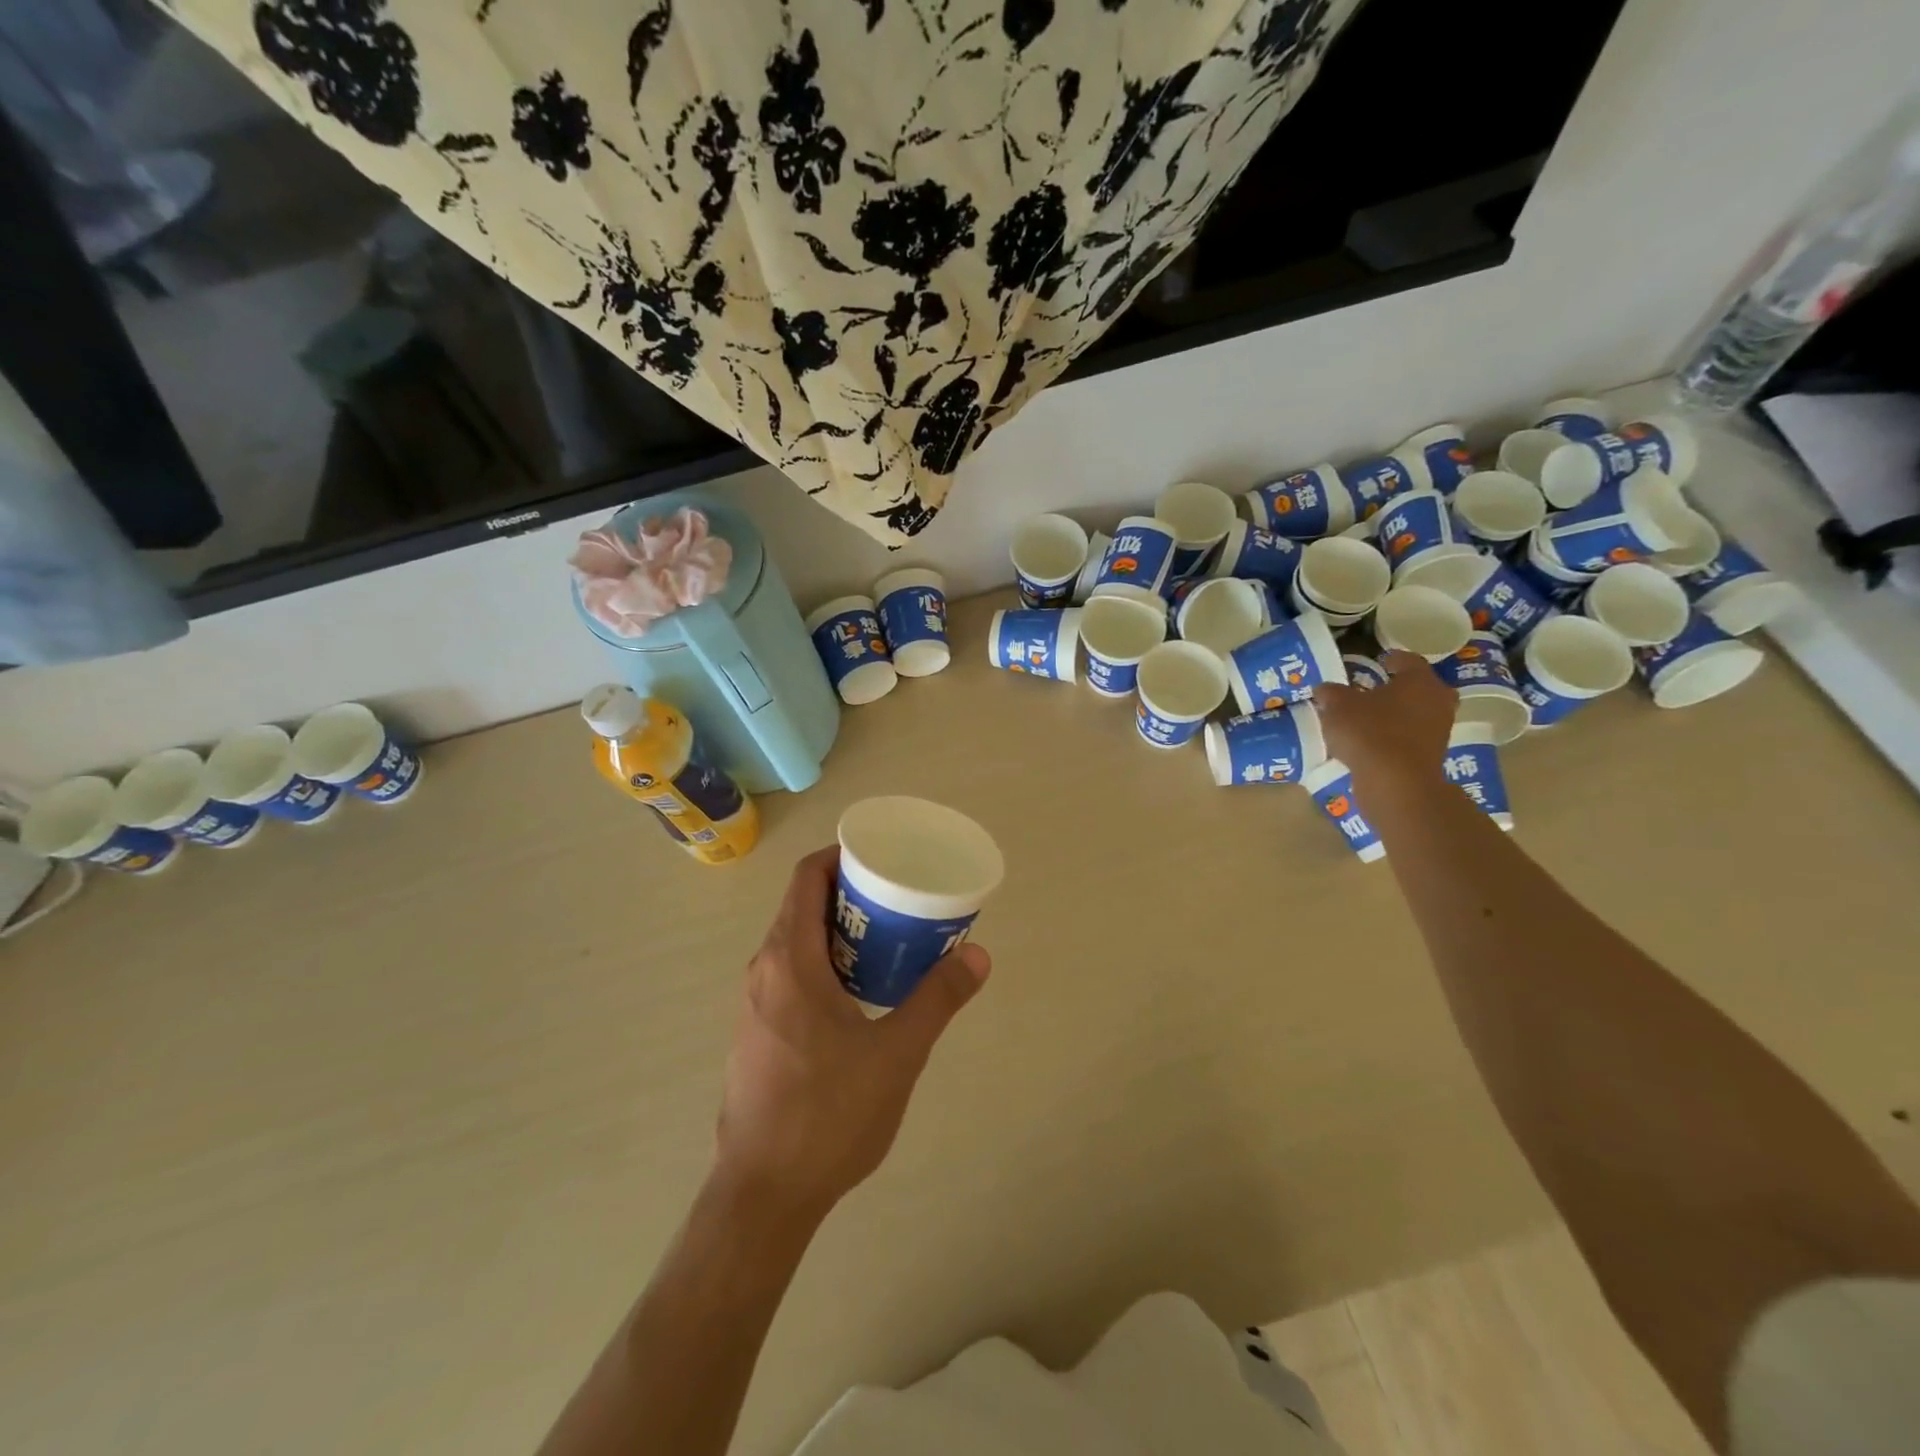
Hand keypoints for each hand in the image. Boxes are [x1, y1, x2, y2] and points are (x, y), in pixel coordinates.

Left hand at [714, 846, 989, 1219]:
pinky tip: (859, 993)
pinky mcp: (756, 1033)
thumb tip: (977, 954)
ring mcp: (755, 1003)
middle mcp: (763, 970)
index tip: (882, 858)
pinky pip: (789, 973)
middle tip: (899, 899)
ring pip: (796, 942)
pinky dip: (824, 962)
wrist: (762, 1195)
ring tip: (887, 941)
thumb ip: (937, 999)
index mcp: (789, 960)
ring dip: (838, 931)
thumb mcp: (896, 1053)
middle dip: (850, 893)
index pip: (807, 877)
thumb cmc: (828, 1114)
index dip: (841, 855)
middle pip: (803, 906)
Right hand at [1314, 650, 1455, 791]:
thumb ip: (1331, 693)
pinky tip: (1374, 742)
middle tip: (1375, 691)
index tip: (1377, 662)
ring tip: (1370, 718)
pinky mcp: (1434, 755)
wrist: (1396, 783)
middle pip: (1419, 687)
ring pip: (1418, 713)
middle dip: (1399, 688)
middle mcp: (1437, 700)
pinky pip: (1413, 737)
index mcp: (1419, 679)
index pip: (1407, 659)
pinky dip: (1397, 736)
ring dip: (1399, 714)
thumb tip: (1325, 689)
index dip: (1389, 659)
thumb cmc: (1369, 732)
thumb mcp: (1337, 706)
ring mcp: (1439, 729)